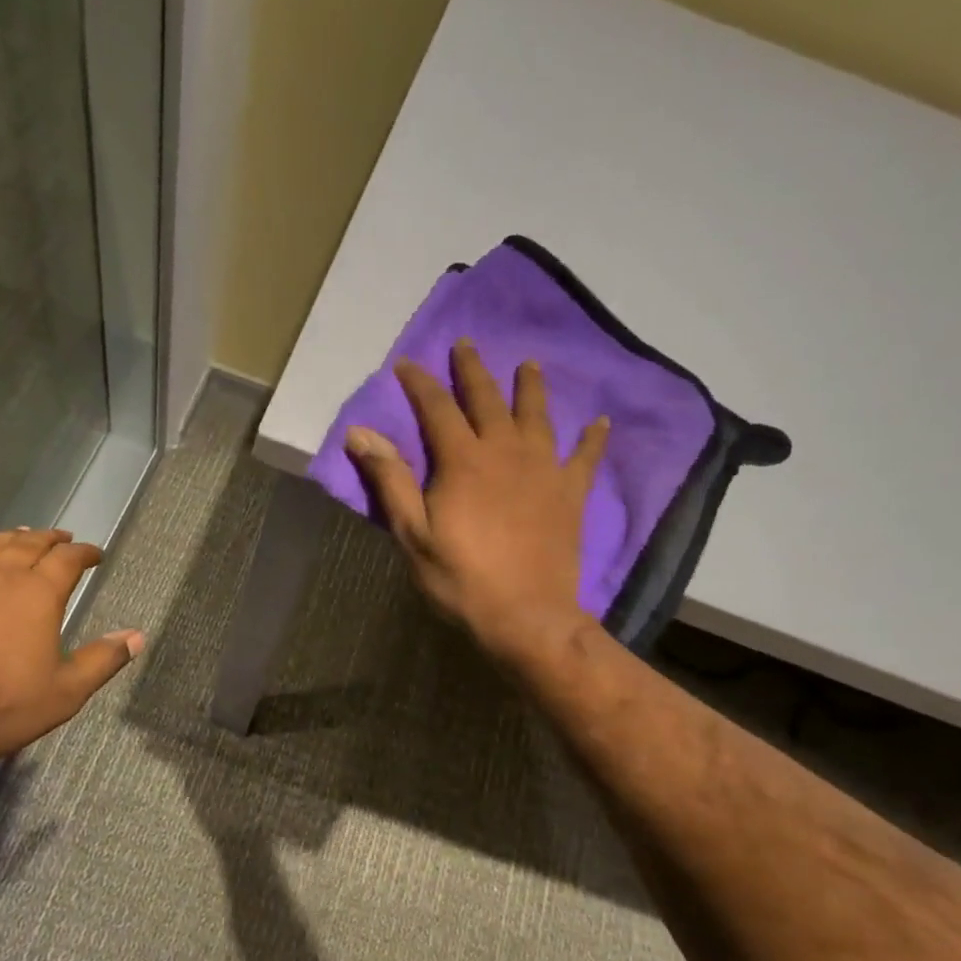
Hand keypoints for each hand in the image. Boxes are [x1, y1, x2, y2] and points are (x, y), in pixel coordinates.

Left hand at [0, 528, 142, 761]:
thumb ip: (102, 660)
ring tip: (21, 536)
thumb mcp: (65, 692)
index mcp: (39, 595)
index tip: (95, 554)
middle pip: (28, 544)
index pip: (68, 560)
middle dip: (49, 539)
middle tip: (62, 538)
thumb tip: (137, 636)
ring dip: (9, 539)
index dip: (85, 553)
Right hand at [345, 341, 607, 671]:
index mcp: (463, 461)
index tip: (407, 364)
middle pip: (488, 400)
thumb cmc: (461, 579)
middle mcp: (505, 452)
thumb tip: (360, 432)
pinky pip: (584, 457)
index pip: (437, 408)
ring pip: (537, 416)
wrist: (527, 616)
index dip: (420, 383)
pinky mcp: (569, 494)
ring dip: (531, 387)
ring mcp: (543, 470)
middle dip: (473, 370)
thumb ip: (390, 480)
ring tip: (529, 364)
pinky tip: (600, 421)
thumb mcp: (413, 534)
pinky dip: (592, 438)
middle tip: (466, 344)